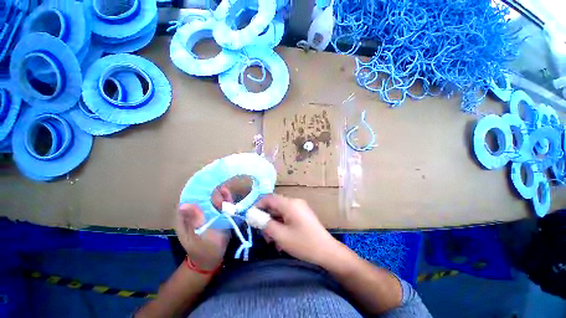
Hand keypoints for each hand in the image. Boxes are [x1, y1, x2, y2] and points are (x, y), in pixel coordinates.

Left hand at [175, 187, 232, 270]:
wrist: (213, 259)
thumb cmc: (204, 250)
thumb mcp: (199, 236)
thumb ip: (195, 221)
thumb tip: (185, 204)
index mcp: (185, 217)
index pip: (188, 197)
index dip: (196, 189)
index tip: (205, 182)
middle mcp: (195, 212)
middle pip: (202, 196)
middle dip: (211, 191)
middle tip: (219, 191)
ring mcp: (207, 212)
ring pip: (212, 198)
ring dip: (219, 194)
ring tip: (224, 192)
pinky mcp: (216, 214)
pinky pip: (221, 203)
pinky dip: (224, 197)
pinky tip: (227, 192)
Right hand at [257, 194, 337, 265]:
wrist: (327, 251)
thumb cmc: (303, 243)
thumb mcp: (281, 235)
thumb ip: (265, 223)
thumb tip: (252, 215)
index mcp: (290, 204)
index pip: (269, 198)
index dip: (258, 205)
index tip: (251, 218)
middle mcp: (294, 202)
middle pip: (274, 206)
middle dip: (266, 219)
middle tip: (263, 235)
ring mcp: (300, 208)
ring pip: (280, 212)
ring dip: (274, 224)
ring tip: (272, 240)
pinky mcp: (302, 214)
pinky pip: (287, 216)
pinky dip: (281, 225)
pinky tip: (281, 239)